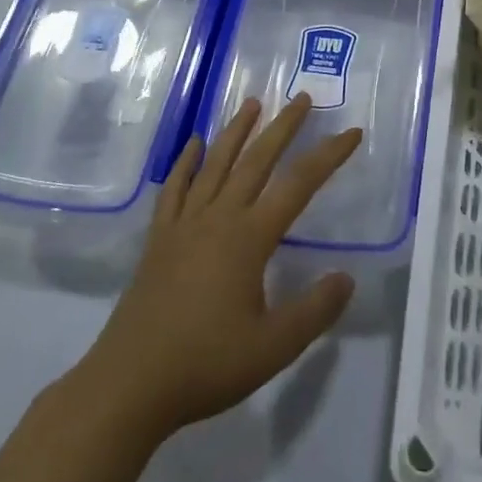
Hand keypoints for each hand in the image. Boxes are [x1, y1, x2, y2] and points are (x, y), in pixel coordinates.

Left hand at [74, 96, 360, 440]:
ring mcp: (184, 224)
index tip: (351, 132)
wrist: (130, 384)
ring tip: (252, 103)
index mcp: (249, 237)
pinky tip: (193, 144)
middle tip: (302, 97)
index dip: (328, 156)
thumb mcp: (273, 347)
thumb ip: (314, 310)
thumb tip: (347, 277)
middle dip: (283, 126)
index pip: (299, 184)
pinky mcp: (159, 238)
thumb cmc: (206, 365)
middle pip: (256, 159)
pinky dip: (185, 162)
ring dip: (236, 131)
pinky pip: (174, 188)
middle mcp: (218, 217)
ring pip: (216, 164)